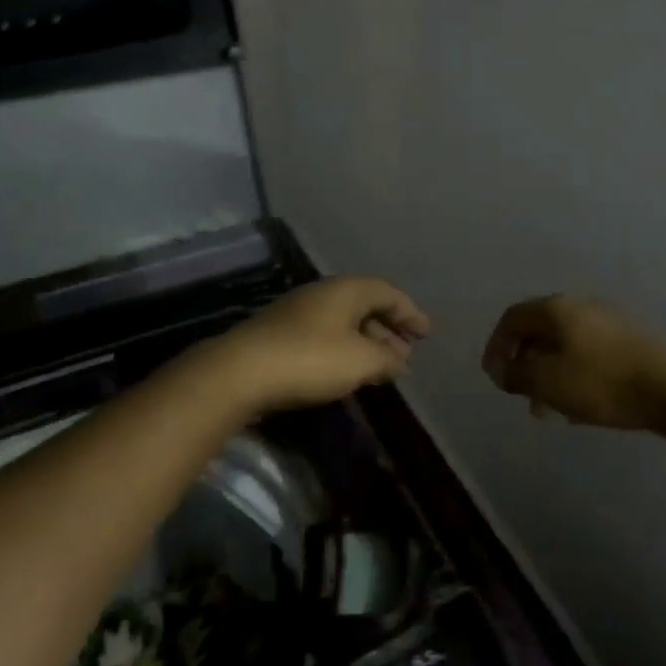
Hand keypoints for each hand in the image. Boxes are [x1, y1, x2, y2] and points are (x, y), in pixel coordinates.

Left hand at [198, 277, 430, 416]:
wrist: (239, 373)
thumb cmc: (310, 359)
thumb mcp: (361, 361)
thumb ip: (387, 360)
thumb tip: (400, 363)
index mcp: (345, 290)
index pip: (387, 293)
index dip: (409, 312)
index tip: (425, 334)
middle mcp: (322, 294)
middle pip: (365, 306)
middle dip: (388, 331)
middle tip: (404, 356)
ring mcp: (297, 314)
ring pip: (343, 324)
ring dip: (366, 344)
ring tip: (380, 369)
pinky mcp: (280, 336)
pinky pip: (324, 337)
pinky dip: (344, 352)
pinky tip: (347, 374)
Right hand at [481, 295, 665, 430]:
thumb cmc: (600, 382)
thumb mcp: (546, 381)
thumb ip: (515, 373)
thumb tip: (502, 370)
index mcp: (557, 309)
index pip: (512, 318)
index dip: (496, 346)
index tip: (495, 378)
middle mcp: (581, 308)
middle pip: (539, 332)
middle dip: (524, 365)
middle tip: (521, 396)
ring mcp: (608, 324)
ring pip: (564, 348)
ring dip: (548, 377)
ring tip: (549, 411)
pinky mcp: (629, 344)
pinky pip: (588, 358)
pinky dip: (573, 379)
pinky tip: (578, 410)